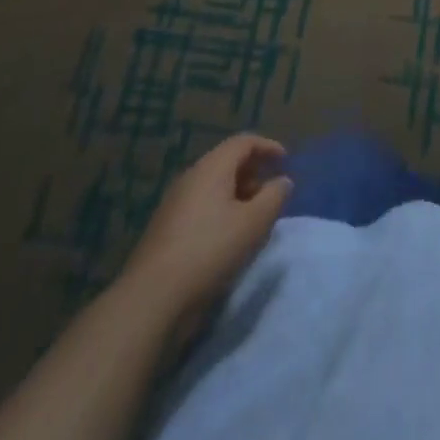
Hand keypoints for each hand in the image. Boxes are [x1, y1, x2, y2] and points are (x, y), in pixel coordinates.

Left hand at [121, 135, 292, 324]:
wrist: (152, 298)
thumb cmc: (210, 250)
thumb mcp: (254, 223)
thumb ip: (274, 197)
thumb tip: (283, 181)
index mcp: (211, 168)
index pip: (243, 142)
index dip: (268, 147)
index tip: (286, 161)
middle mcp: (191, 177)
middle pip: (227, 162)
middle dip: (254, 172)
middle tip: (272, 192)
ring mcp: (175, 203)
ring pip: (214, 186)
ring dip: (238, 193)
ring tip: (255, 217)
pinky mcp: (167, 228)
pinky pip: (202, 205)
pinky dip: (221, 210)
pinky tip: (229, 237)